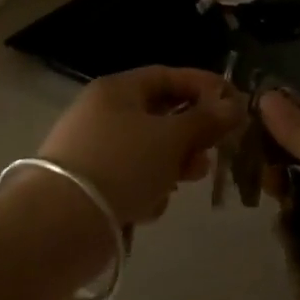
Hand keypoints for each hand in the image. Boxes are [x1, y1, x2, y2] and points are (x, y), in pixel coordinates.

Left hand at [37, 67, 243, 226]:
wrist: (62, 222)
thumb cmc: (122, 164)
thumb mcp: (171, 137)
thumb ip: (206, 120)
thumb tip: (234, 105)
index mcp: (117, 90)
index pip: (168, 76)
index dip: (204, 86)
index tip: (236, 103)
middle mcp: (103, 114)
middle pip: (161, 116)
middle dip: (192, 135)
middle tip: (214, 152)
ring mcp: (96, 151)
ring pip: (150, 152)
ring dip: (173, 166)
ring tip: (184, 180)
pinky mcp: (93, 186)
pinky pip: (133, 180)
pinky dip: (147, 190)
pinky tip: (148, 206)